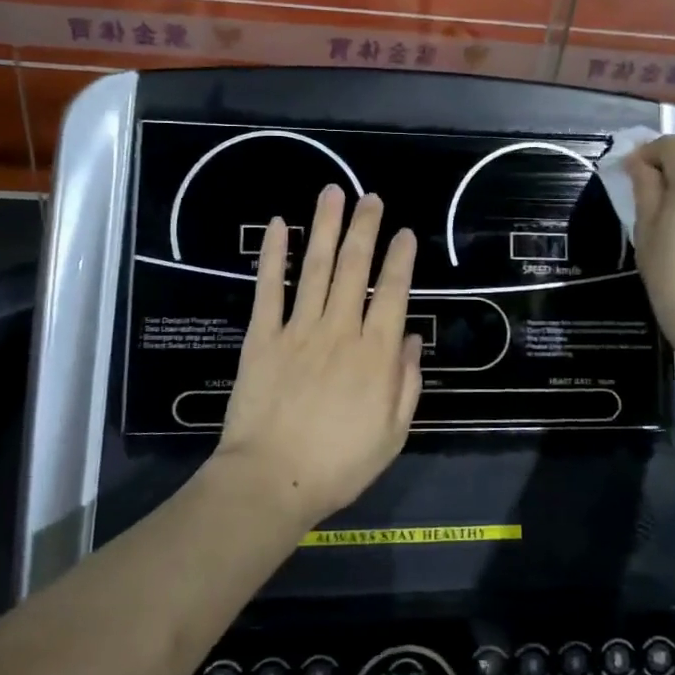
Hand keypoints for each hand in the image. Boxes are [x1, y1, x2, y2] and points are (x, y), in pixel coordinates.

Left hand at [212, 185, 422, 528]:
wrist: (272, 480)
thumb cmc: (339, 464)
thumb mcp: (392, 434)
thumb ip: (406, 383)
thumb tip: (411, 340)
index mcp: (375, 355)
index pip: (394, 293)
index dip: (400, 259)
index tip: (404, 232)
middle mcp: (340, 330)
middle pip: (356, 269)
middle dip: (365, 228)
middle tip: (370, 198)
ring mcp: (299, 330)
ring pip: (317, 268)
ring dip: (326, 228)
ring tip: (333, 193)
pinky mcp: (263, 336)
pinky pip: (270, 289)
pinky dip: (275, 256)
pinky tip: (279, 227)